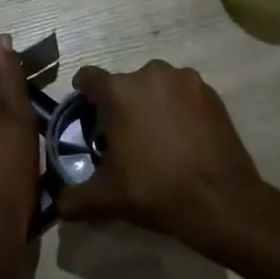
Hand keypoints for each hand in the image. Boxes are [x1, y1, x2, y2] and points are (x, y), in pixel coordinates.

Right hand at [58, 60, 272, 256]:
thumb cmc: (157, 190)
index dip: (84, 95)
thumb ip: (74, 197)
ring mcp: (184, 80)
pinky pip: (183, 93)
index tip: (88, 116)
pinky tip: (183, 137)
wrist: (222, 201)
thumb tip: (57, 204)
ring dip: (151, 103)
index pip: (87, 78)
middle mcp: (149, 74)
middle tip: (124, 136)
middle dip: (120, 104)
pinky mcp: (211, 93)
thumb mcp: (107, 198)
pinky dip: (179, 108)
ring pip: (155, 86)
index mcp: (118, 91)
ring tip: (157, 136)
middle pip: (124, 83)